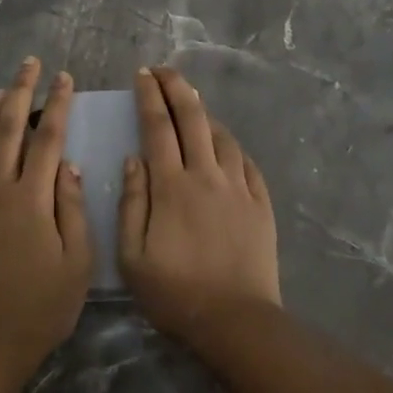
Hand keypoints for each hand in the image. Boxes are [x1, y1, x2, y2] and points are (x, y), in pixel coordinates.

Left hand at [0, 57, 91, 377]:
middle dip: (20, 92)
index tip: (64, 78)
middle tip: (29, 65)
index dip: (57, 104)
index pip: (47, 138)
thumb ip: (72, 209)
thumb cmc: (43, 305)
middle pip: (8, 130)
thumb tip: (68, 166)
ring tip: (1, 91)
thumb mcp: (77, 261)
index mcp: (32, 198)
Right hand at [119, 66, 280, 343]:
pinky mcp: (260, 204)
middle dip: (177, 87)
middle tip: (164, 70)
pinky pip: (245, 162)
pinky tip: (224, 145)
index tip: (142, 74)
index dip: (149, 96)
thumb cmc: (175, 293)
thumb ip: (131, 203)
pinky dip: (231, 145)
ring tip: (192, 103)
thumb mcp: (132, 256)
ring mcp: (238, 187)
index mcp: (171, 185)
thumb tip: (133, 159)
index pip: (158, 126)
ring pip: (222, 135)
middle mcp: (206, 175)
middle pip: (193, 117)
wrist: (236, 322)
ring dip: (205, 113)